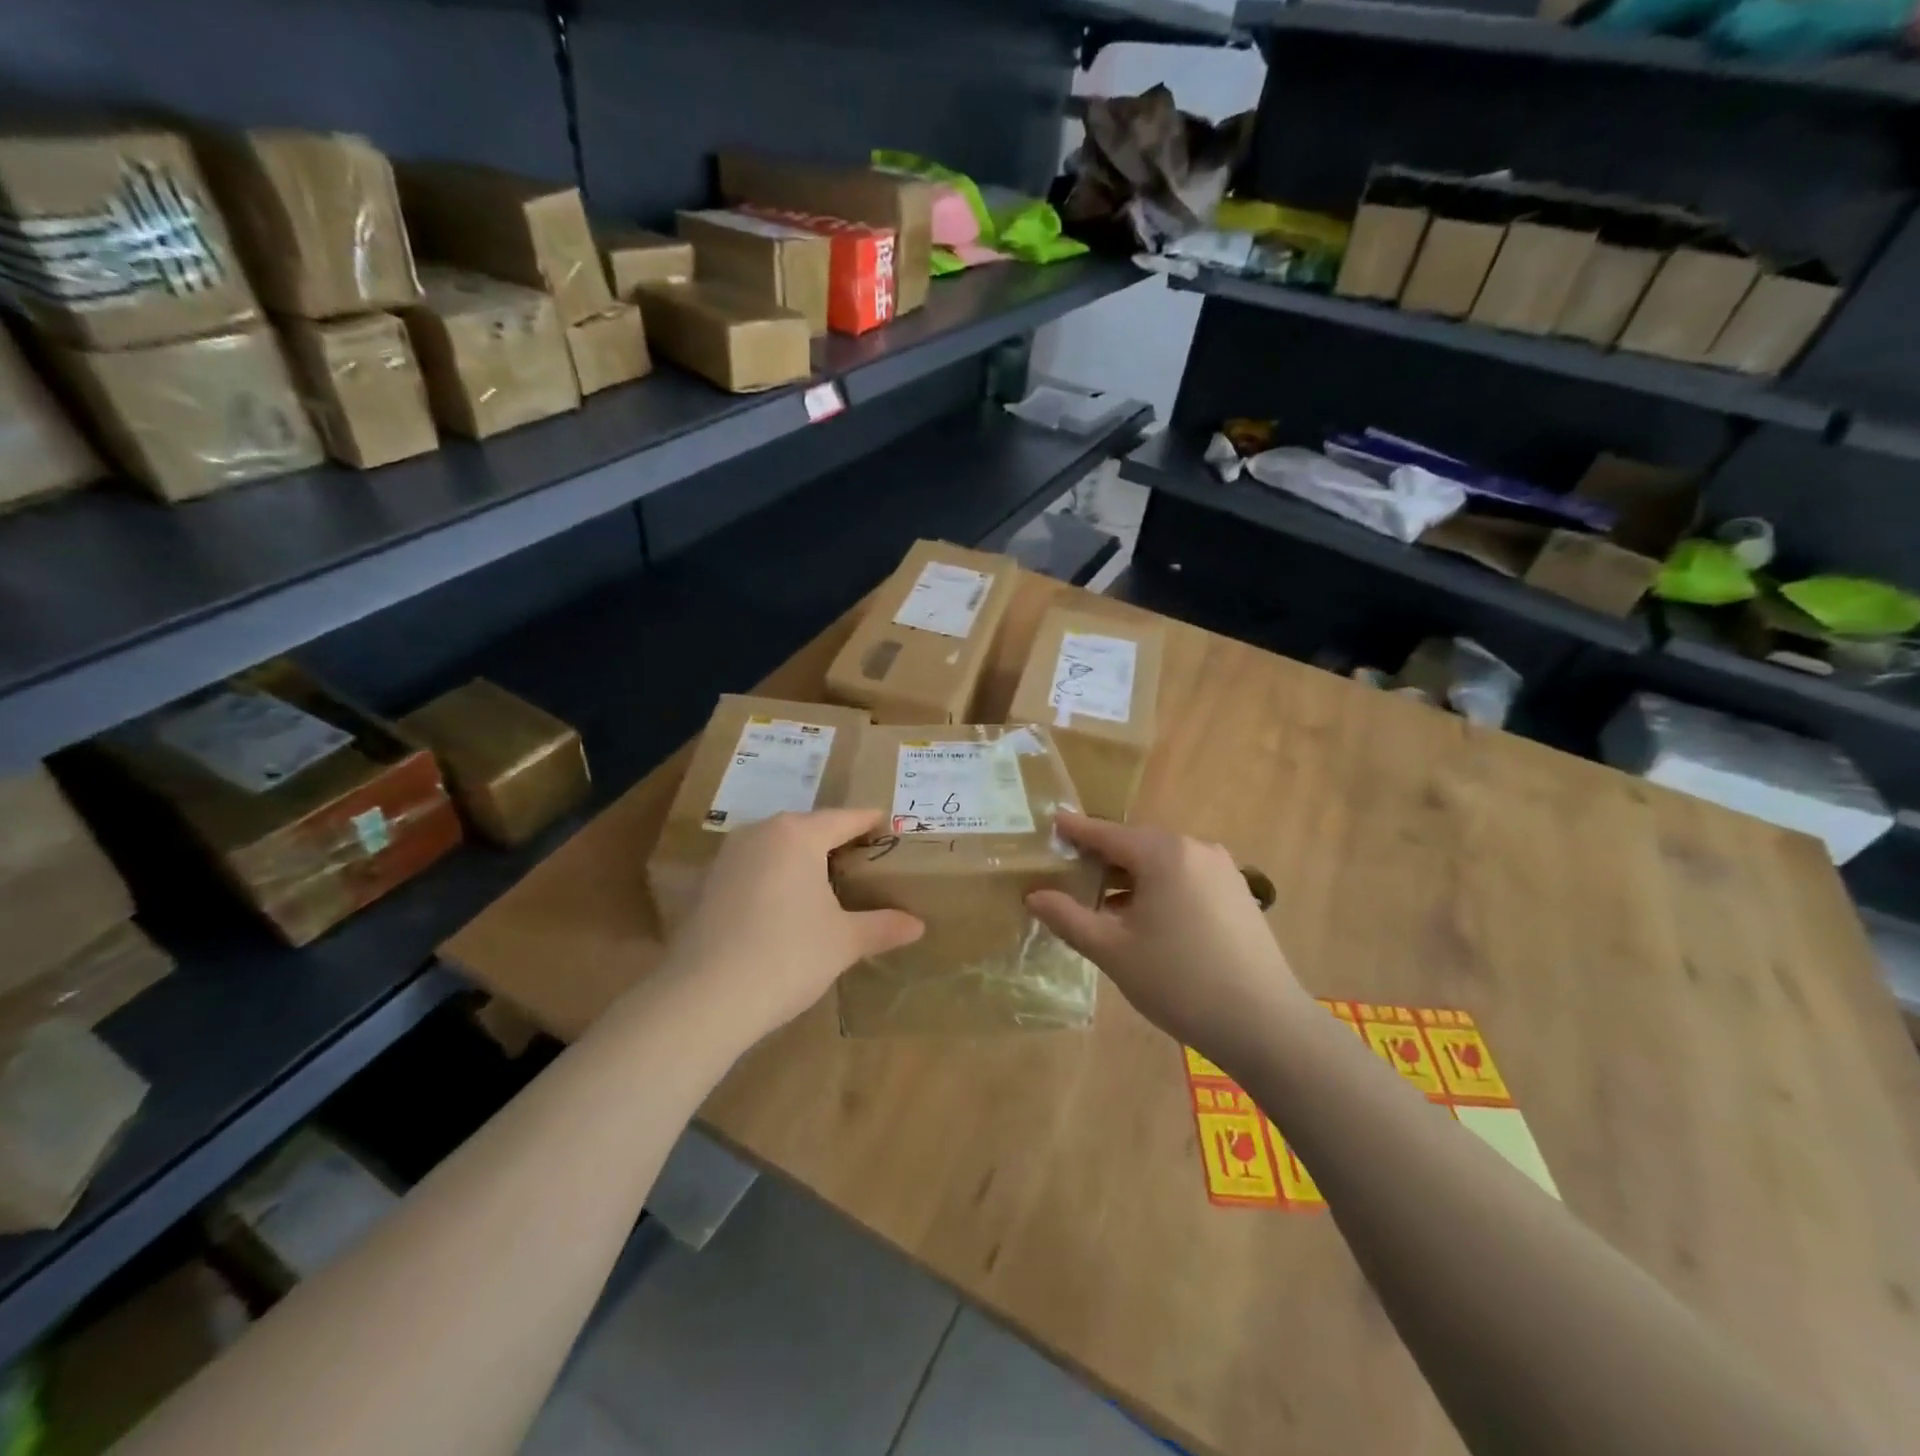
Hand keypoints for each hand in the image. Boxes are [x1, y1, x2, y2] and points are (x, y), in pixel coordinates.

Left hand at [663, 809, 922, 1046]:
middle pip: (810, 828)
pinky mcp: (709, 884)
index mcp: (797, 834)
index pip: (846, 818)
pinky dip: (779, 877)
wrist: (703, 999)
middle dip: (840, 842)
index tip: (893, 829)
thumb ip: (882, 926)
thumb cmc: (787, 955)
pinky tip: (790, 906)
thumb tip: (918, 925)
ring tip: (833, 883)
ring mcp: (729, 857)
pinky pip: (757, 868)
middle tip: (869, 862)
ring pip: (780, 847)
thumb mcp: (843, 941)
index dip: (873, 823)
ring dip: (806, 860)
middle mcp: (761, 833)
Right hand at [1026, 813, 1308, 1064]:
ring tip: (1103, 904)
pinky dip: (1159, 888)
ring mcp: (1222, 871)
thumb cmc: (1178, 981)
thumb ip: (1069, 917)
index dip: (1076, 830)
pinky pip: (1186, 879)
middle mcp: (1196, 849)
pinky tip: (1145, 920)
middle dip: (1102, 858)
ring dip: (1130, 878)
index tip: (1053, 821)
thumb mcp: (1113, 950)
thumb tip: (1034, 896)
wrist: (1264, 1024)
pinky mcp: (1238, 894)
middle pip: (1136, 845)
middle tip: (1070, 874)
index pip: (1107, 833)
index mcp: (1163, 853)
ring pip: (1162, 863)